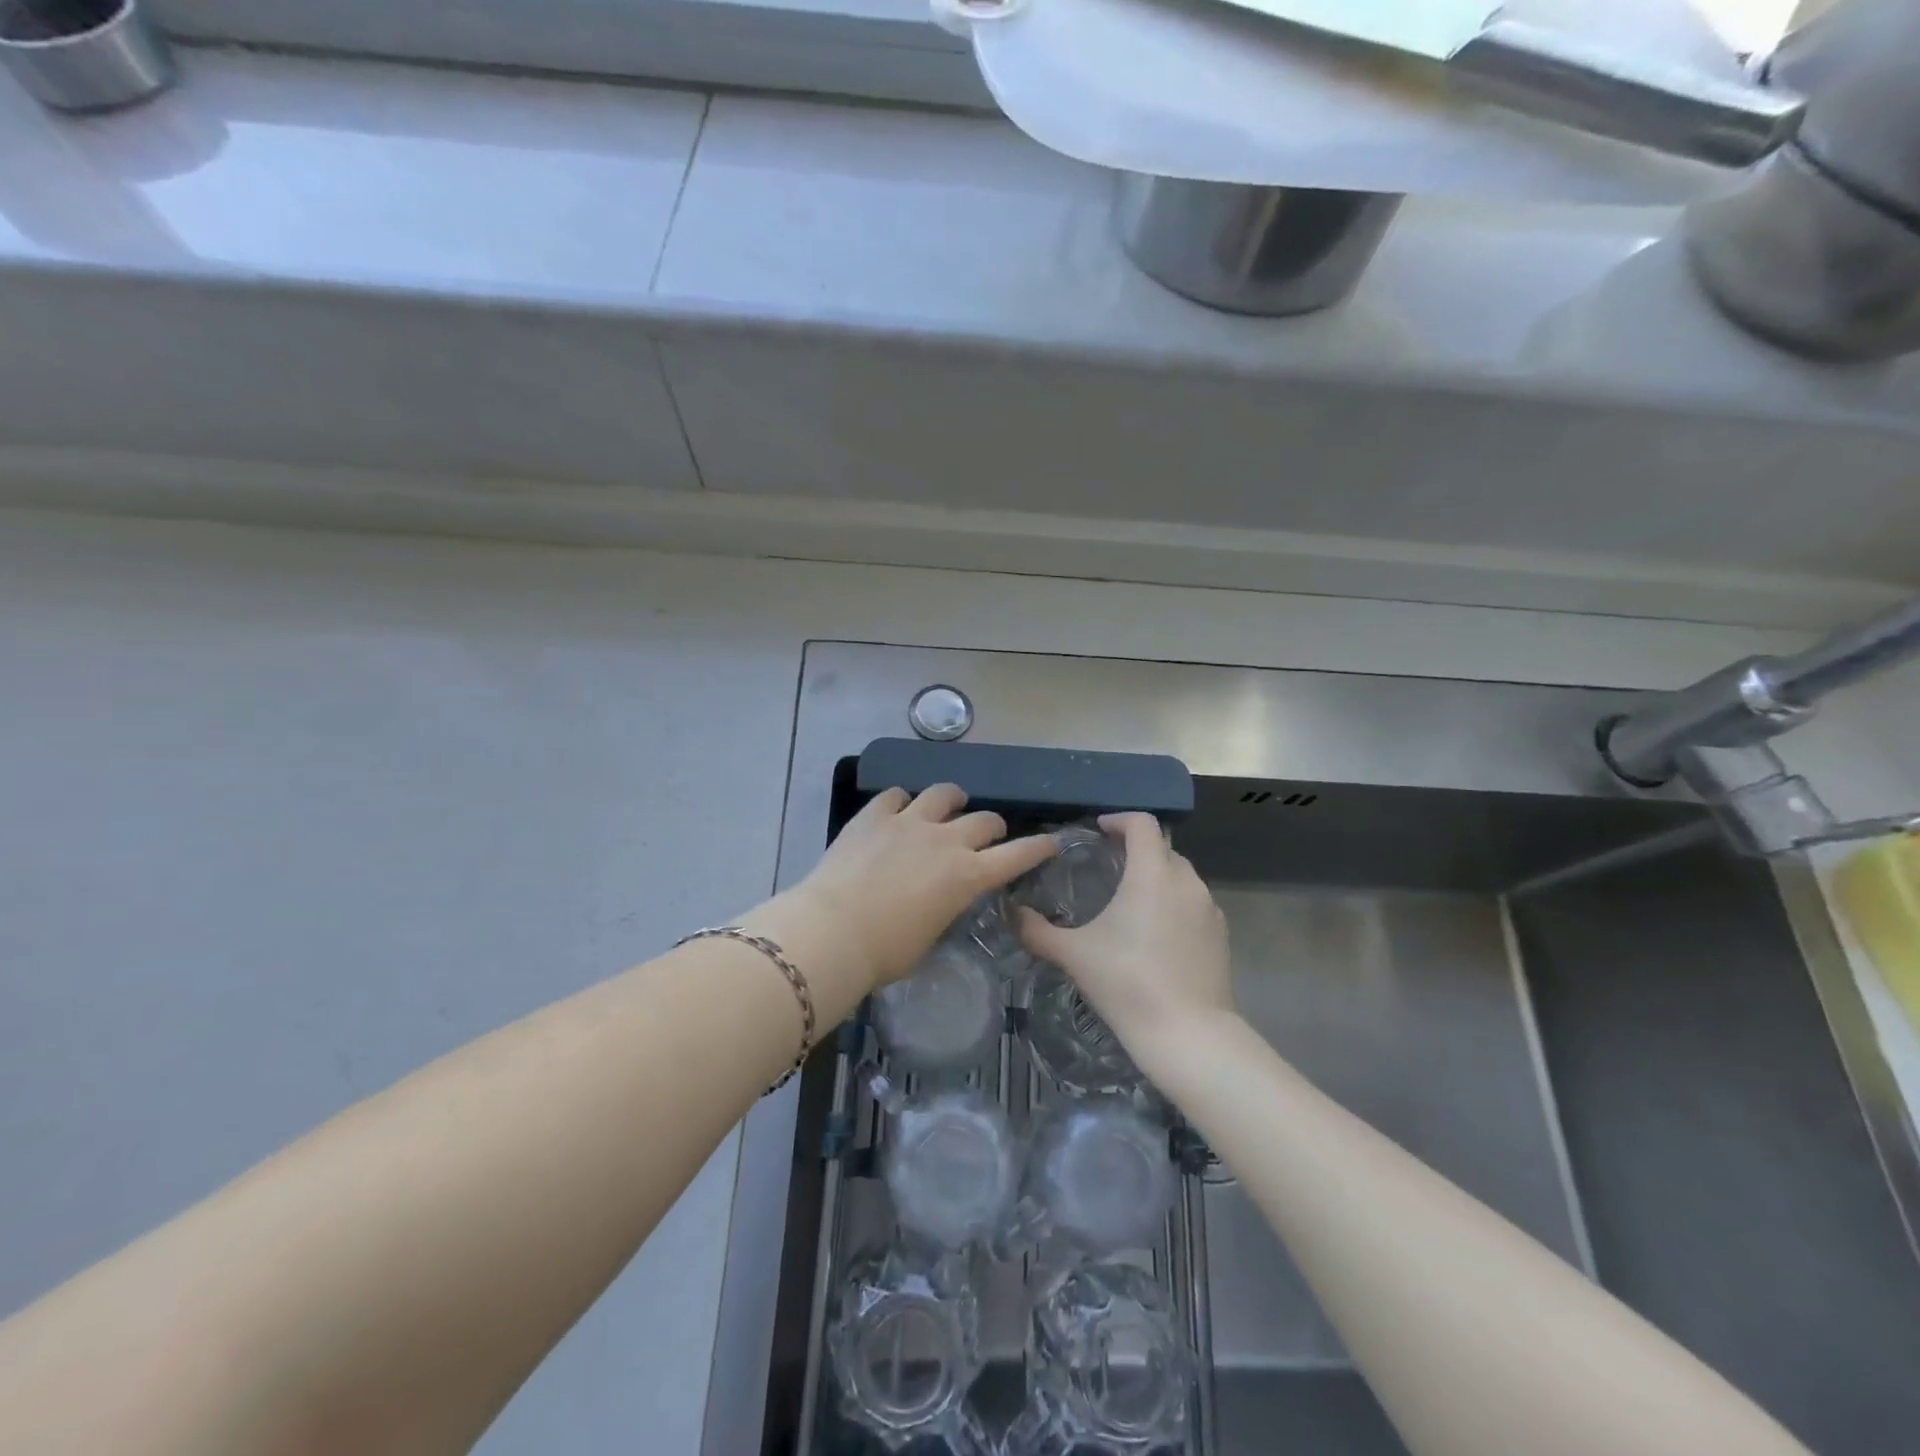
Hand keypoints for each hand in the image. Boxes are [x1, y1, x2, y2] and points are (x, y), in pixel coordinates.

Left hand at [746, 785, 1056, 1011]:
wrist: (833, 930)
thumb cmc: (885, 952)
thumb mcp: (929, 937)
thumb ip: (944, 908)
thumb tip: (940, 898)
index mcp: (966, 877)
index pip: (1017, 856)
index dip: (1038, 848)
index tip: (1052, 842)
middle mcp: (945, 841)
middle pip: (984, 820)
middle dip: (992, 826)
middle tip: (987, 833)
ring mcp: (909, 822)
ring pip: (943, 794)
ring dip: (952, 799)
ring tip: (949, 803)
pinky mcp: (874, 815)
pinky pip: (895, 795)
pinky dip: (902, 801)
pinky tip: (897, 809)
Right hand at [1017, 813, 1234, 1056]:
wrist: (1188, 1034)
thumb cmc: (1127, 983)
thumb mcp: (1074, 955)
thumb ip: (1038, 931)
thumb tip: (1013, 914)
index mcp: (1151, 874)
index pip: (1142, 824)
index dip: (1119, 820)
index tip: (1100, 830)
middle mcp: (1186, 882)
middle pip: (1162, 848)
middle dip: (1137, 849)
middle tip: (1110, 865)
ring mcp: (1209, 909)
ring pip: (1182, 877)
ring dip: (1158, 877)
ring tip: (1131, 901)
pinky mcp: (1221, 936)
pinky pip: (1195, 905)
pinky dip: (1175, 904)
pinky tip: (1156, 935)